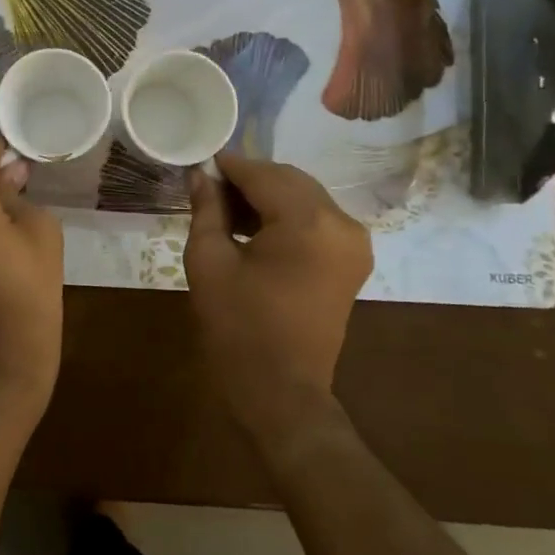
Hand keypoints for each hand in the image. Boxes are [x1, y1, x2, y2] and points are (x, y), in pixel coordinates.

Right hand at [184, 155, 371, 437]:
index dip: (229, 166)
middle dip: (249, 179)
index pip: (263, 175)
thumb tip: (201, 176)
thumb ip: (207, 210)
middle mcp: (341, 223)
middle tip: (209, 189)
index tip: (200, 163)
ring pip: (304, 197)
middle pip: (289, 180)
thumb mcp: (209, 263)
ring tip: (226, 210)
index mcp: (308, 222)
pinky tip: (254, 228)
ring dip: (267, 196)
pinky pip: (316, 220)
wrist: (281, 391)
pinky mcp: (352, 260)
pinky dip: (286, 216)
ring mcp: (354, 242)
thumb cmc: (238, 328)